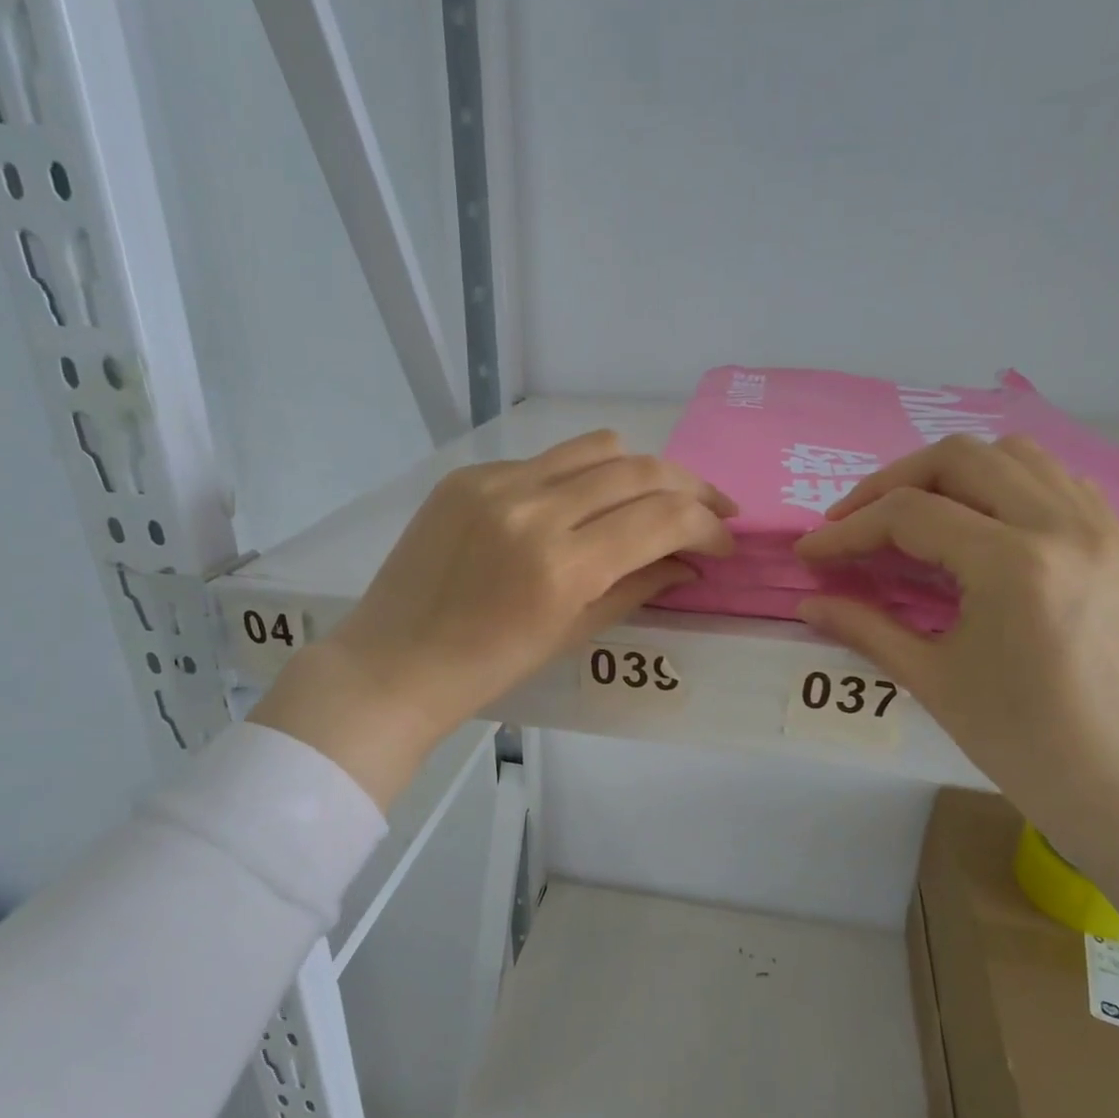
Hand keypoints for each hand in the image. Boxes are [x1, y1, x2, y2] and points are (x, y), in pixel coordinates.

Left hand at [253, 430, 734, 804]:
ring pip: (598, 447)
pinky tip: (580, 507)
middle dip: (692, 488)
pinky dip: (581, 478)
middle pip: (641, 470)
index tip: (724, 543)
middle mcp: (534, 509)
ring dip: (641, 470)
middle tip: (713, 509)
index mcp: (563, 566)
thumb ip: (638, 588)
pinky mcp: (468, 475)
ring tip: (656, 498)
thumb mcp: (572, 634)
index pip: (664, 518)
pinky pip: (546, 461)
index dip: (708, 525)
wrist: (394, 663)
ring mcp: (496, 484)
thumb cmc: (488, 669)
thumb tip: (689, 564)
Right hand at [794, 434, 1118, 842]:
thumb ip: (863, 627)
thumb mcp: (929, 678)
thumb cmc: (1018, 738)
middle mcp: (1060, 525)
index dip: (848, 531)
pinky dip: (1005, 484)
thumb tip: (807, 605)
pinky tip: (979, 524)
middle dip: (890, 483)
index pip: (909, 515)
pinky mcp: (1118, 543)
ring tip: (912, 516)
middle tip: (853, 522)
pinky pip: (1056, 479)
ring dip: (949, 474)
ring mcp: (1099, 528)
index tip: (811, 554)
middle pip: (959, 459)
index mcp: (1012, 564)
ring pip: (1013, 454)